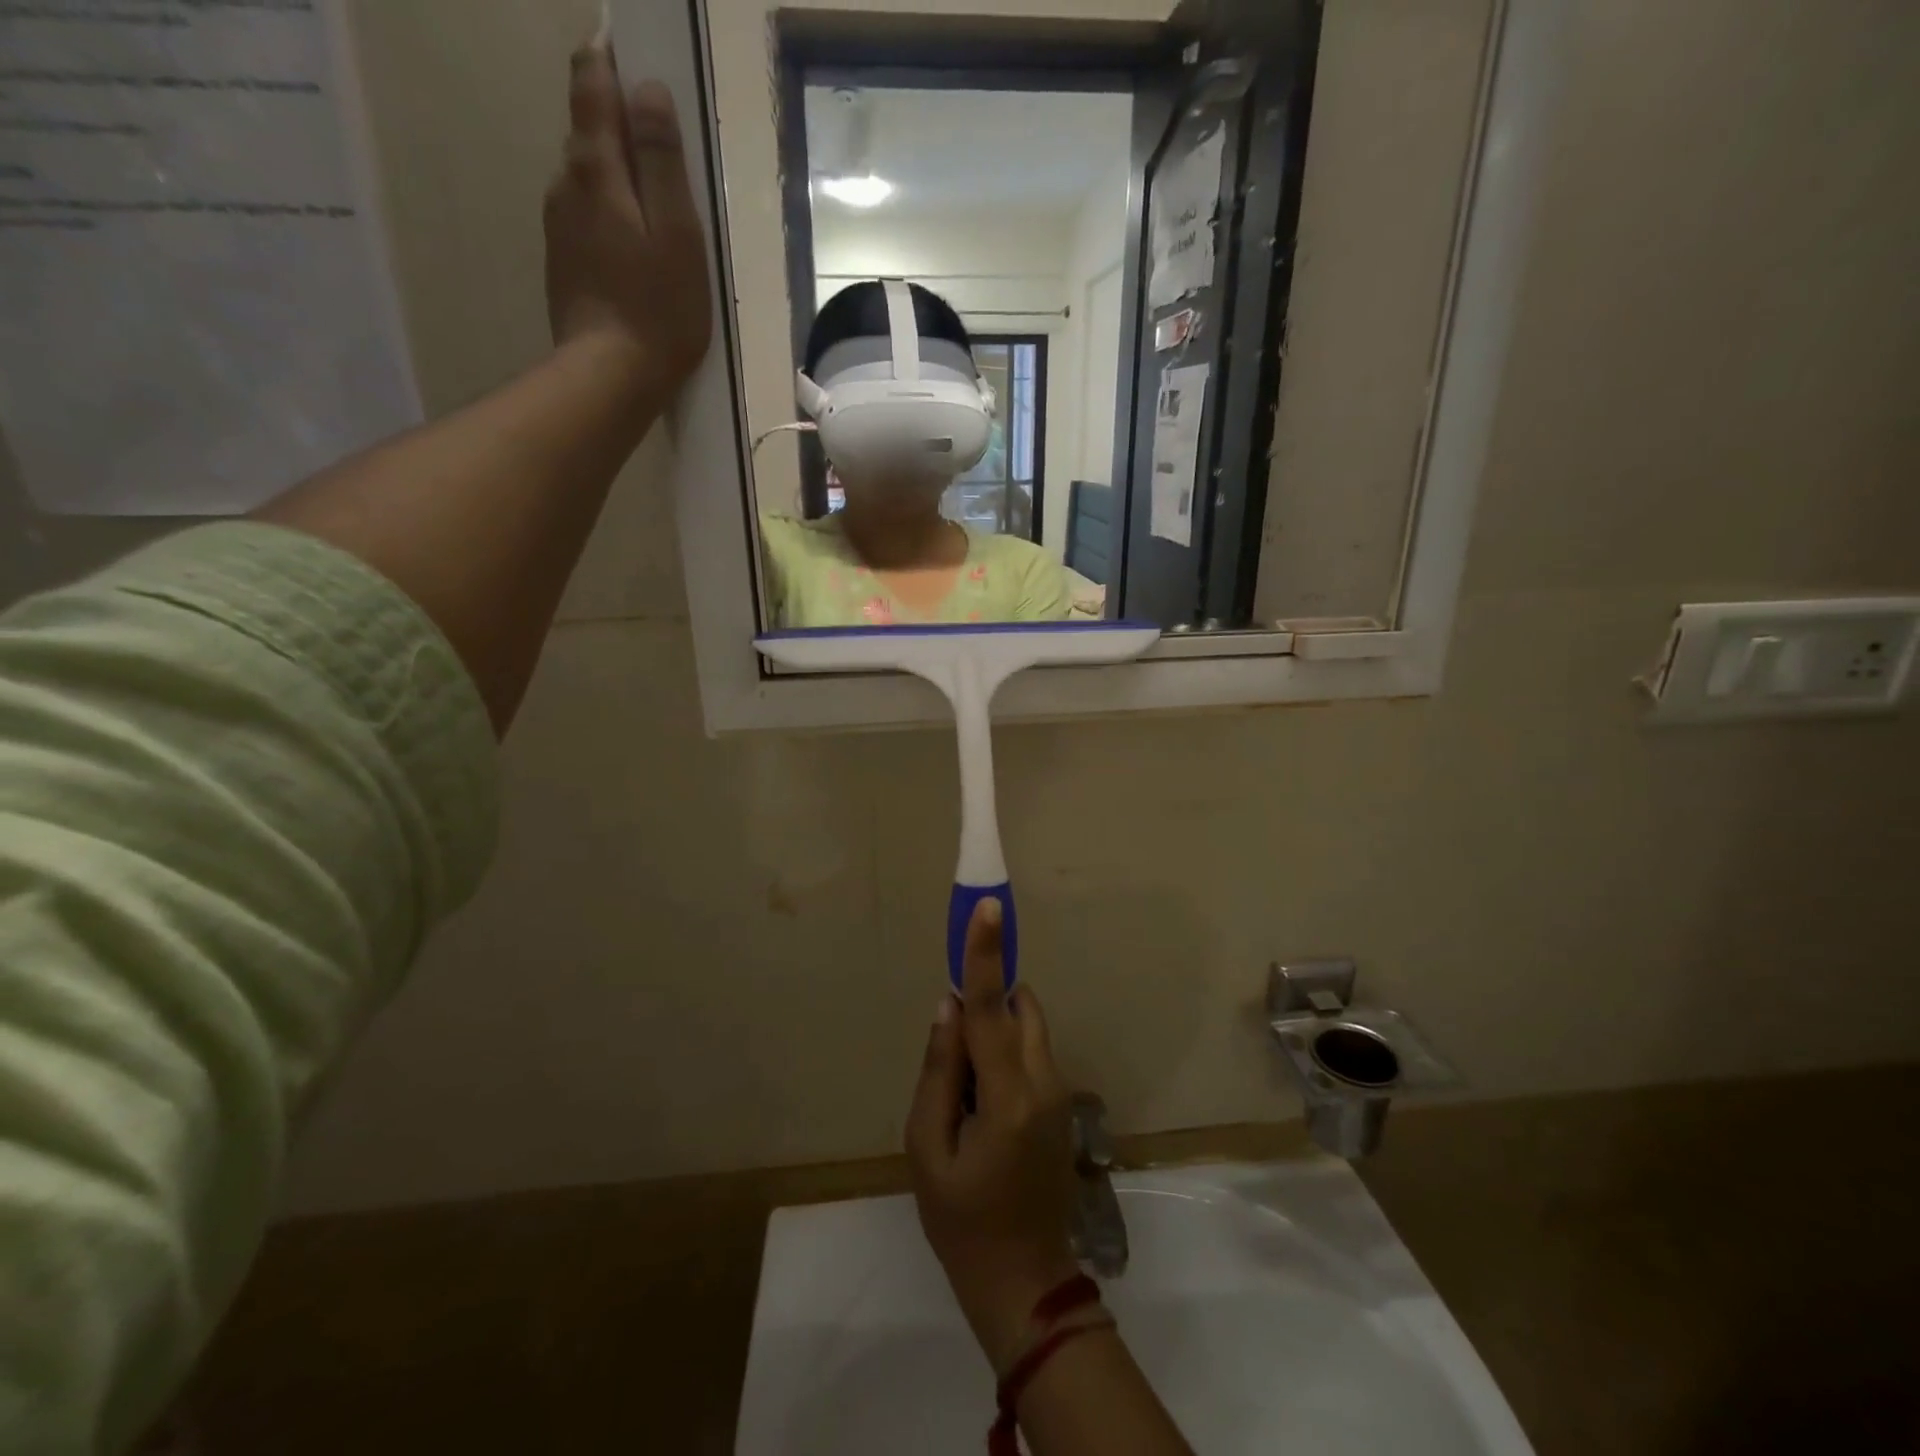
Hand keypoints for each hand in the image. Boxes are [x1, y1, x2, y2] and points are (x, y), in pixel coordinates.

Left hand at [545, 27, 712, 400]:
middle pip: (587, 130)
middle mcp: (566, 183)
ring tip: (653, 205)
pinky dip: (608, 214)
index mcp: (597, 168)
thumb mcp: (679, 235)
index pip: (591, 84)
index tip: (625, 51)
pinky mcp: (562, 261)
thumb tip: (648, 90)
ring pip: (586, 177)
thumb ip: (663, 162)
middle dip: (617, 123)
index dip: (607, 59)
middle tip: (659, 143)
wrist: (609, 375)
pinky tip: (633, 247)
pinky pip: (586, 217)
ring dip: (615, 176)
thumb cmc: (658, 310)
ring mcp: (558, 224)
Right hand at [906, 900, 1079, 1371]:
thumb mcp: (928, 1149)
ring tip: (963, 1091)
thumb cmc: (962, 1221)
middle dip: (987, 1001)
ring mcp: (1060, 1092)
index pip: (992, 1008)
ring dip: (995, 1031)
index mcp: (1008, 1095)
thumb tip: (947, 1007)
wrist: (1025, 1282)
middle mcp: (1044, 1081)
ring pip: (1028, 1028)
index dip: (985, 954)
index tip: (987, 908)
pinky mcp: (1062, 1103)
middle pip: (1019, 1007)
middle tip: (951, 1045)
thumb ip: (938, 1071)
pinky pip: (1031, 1053)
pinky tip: (981, 1109)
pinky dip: (1005, 1053)